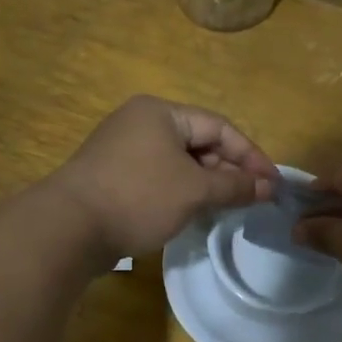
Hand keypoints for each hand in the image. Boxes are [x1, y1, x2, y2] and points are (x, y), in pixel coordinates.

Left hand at [45, 96, 277, 260]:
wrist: (68, 228)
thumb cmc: (138, 197)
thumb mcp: (194, 191)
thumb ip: (234, 186)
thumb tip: (267, 188)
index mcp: (161, 113)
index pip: (219, 127)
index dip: (250, 155)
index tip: (272, 184)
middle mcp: (141, 123)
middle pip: (199, 142)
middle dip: (228, 170)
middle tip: (252, 199)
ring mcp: (123, 149)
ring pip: (179, 161)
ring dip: (207, 182)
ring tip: (229, 207)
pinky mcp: (113, 175)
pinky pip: (159, 176)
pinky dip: (182, 190)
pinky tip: (194, 211)